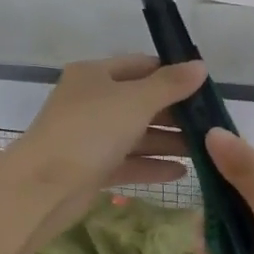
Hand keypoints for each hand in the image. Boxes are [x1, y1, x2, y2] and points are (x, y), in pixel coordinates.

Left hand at [3, 55, 205, 239]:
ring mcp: (91, 137)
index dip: (173, 74)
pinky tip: (182, 172)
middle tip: (211, 123)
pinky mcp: (92, 169)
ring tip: (204, 150)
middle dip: (175, 113)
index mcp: (95, 75)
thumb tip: (201, 66)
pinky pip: (129, 162)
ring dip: (169, 141)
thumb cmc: (90, 131)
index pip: (142, 66)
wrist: (42, 187)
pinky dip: (153, 165)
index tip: (205, 88)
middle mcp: (92, 102)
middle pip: (141, 102)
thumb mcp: (136, 101)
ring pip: (137, 134)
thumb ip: (171, 85)